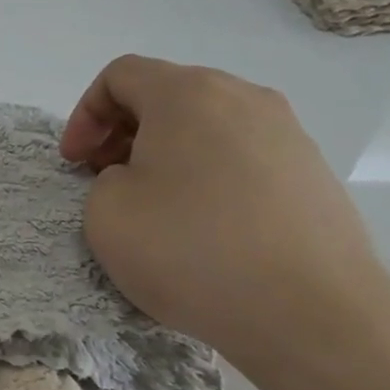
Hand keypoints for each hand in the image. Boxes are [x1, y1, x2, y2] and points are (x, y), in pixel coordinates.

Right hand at [61, 55, 389, 360]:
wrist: (311, 314)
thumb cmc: (190, 251)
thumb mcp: (105, 213)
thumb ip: (105, 180)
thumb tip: (141, 179)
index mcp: (187, 94)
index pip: (121, 75)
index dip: (84, 115)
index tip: (75, 164)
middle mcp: (244, 98)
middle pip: (167, 95)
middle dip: (124, 132)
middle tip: (107, 180)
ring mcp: (288, 135)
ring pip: (208, 126)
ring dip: (169, 154)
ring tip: (157, 207)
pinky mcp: (314, 175)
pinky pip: (243, 158)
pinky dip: (210, 177)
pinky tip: (206, 229)